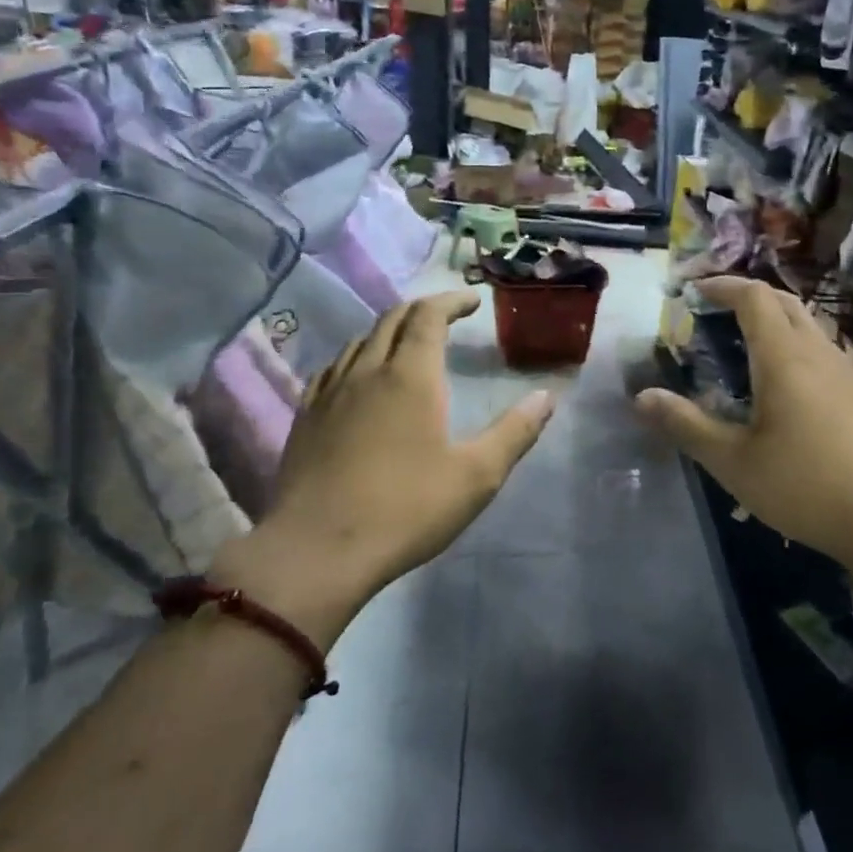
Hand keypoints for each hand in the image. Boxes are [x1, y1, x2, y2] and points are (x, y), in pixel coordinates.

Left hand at [212, 291, 552, 640]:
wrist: (316, 550)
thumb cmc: (406, 509)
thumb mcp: (476, 476)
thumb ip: (515, 432)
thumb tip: (547, 397)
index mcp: (410, 376)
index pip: (428, 316)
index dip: (451, 301)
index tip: (472, 301)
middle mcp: (366, 371)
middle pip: (391, 320)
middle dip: (422, 310)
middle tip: (446, 316)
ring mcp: (329, 393)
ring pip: (358, 342)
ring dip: (388, 332)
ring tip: (407, 345)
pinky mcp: (305, 418)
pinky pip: (332, 370)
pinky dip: (355, 359)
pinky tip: (358, 379)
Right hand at [635, 277, 852, 569]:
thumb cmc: (808, 486)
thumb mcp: (735, 462)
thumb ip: (687, 425)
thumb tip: (641, 397)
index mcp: (785, 357)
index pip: (754, 297)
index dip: (723, 285)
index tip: (694, 290)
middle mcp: (819, 353)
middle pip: (786, 302)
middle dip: (749, 296)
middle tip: (717, 310)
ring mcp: (849, 374)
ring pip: (810, 326)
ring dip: (777, 320)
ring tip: (747, 344)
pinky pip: (825, 352)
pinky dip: (797, 347)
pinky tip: (789, 387)